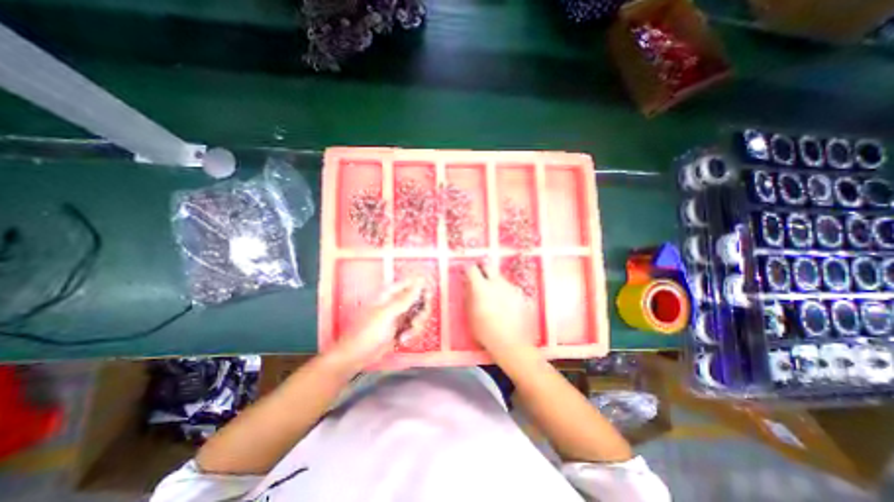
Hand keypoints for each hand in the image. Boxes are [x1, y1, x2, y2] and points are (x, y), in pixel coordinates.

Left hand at [336, 280, 432, 370]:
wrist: (358, 356)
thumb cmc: (368, 331)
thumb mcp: (387, 313)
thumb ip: (406, 297)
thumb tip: (420, 280)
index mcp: (391, 292)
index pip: (413, 282)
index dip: (423, 288)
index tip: (427, 299)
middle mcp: (398, 301)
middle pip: (421, 299)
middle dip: (422, 312)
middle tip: (415, 322)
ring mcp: (401, 314)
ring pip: (420, 314)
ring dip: (417, 326)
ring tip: (405, 335)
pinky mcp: (403, 327)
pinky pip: (416, 326)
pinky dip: (412, 333)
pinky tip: (403, 340)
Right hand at [460, 262, 529, 351]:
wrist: (511, 342)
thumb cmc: (485, 331)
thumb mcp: (470, 314)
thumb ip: (468, 296)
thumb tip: (467, 285)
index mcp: (481, 287)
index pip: (472, 269)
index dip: (467, 269)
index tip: (465, 271)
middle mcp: (496, 282)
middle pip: (488, 266)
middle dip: (482, 268)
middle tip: (479, 275)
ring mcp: (510, 287)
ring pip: (500, 277)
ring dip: (494, 281)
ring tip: (492, 294)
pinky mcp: (520, 294)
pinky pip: (509, 287)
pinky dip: (504, 291)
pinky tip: (504, 303)